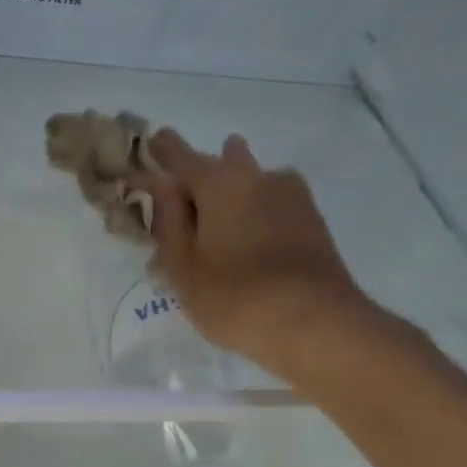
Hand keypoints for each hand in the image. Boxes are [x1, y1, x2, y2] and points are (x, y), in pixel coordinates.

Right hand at [143, 129, 381, 381]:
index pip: (180, 156)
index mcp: (218, 183)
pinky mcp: (313, 221)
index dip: (162, 151)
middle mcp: (257, 177)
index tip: (152, 144)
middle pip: (223, 163)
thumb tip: (160, 184)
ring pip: (253, 182)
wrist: (314, 322)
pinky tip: (251, 238)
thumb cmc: (233, 297)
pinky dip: (256, 214)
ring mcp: (292, 197)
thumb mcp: (183, 267)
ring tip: (220, 222)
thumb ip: (168, 222)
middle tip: (185, 199)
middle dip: (202, 173)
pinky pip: (273, 205)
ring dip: (235, 192)